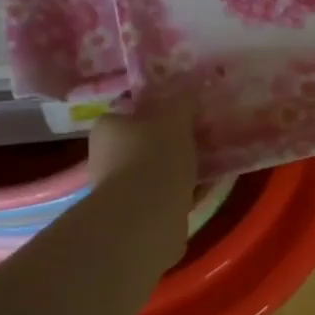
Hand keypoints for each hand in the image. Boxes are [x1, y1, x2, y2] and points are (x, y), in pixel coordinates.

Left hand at [87, 99, 198, 245]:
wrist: (145, 218)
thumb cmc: (154, 157)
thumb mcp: (175, 119)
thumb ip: (183, 103)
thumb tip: (189, 96)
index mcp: (107, 127)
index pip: (131, 112)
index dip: (159, 112)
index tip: (185, 117)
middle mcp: (104, 157)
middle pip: (144, 143)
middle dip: (171, 143)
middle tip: (202, 140)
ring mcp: (117, 190)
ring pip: (154, 172)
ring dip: (178, 170)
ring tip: (209, 165)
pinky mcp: (133, 216)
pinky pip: (163, 197)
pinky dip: (182, 193)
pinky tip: (205, 190)